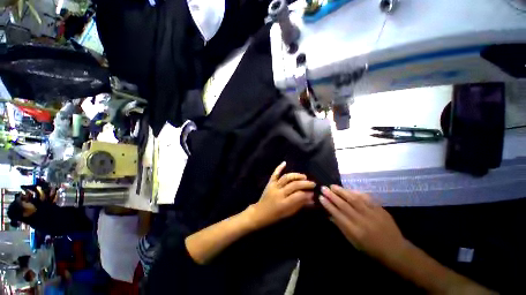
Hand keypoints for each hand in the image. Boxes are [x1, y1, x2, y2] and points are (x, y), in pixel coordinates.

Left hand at [248, 162, 315, 229]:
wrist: (260, 212)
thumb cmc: (276, 215)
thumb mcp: (289, 213)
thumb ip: (300, 205)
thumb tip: (312, 198)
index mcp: (283, 203)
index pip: (298, 195)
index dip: (307, 193)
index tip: (313, 193)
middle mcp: (279, 193)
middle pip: (293, 185)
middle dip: (305, 183)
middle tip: (312, 183)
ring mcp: (273, 186)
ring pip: (286, 178)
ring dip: (296, 176)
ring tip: (304, 176)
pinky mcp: (270, 183)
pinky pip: (275, 174)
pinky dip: (279, 168)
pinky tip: (284, 163)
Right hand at [319, 185, 407, 261]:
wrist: (395, 250)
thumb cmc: (371, 249)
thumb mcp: (354, 242)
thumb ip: (341, 227)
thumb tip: (330, 215)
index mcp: (354, 231)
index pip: (337, 214)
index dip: (328, 205)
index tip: (320, 197)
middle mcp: (361, 220)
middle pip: (343, 205)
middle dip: (331, 195)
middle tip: (323, 188)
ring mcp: (371, 214)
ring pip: (354, 199)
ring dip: (342, 191)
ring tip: (333, 186)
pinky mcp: (380, 209)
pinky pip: (366, 198)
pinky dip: (356, 193)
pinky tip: (349, 189)